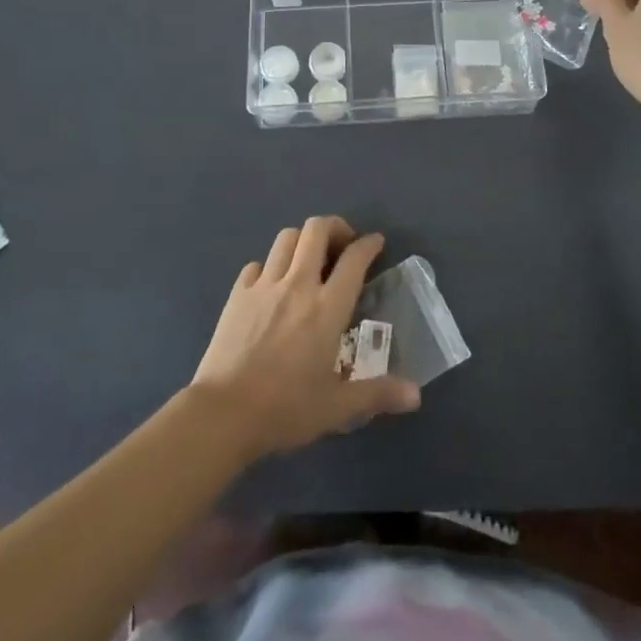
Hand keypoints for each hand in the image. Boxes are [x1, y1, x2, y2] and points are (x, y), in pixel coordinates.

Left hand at [190, 216, 420, 460]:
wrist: (224, 414)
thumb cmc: (285, 409)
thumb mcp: (337, 408)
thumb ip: (377, 394)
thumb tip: (416, 395)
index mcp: (327, 308)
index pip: (354, 260)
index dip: (368, 244)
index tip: (376, 242)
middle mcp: (298, 285)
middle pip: (316, 230)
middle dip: (334, 227)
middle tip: (342, 244)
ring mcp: (264, 285)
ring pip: (286, 238)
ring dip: (302, 240)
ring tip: (309, 258)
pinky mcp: (238, 294)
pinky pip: (256, 264)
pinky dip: (269, 266)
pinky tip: (272, 285)